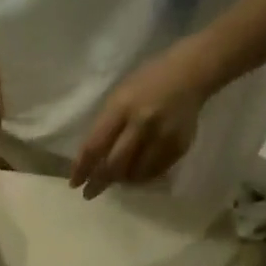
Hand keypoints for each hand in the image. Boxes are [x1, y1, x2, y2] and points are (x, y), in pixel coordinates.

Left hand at [68, 43, 210, 197]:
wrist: (191, 72)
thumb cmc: (148, 82)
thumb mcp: (119, 96)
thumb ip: (106, 126)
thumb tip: (92, 161)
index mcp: (122, 107)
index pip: (95, 146)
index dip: (82, 168)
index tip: (74, 183)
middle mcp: (142, 123)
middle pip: (115, 165)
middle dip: (99, 183)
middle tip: (90, 193)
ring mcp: (162, 136)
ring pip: (135, 174)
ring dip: (121, 180)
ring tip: (116, 179)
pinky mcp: (178, 146)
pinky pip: (154, 172)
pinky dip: (141, 176)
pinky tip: (136, 173)